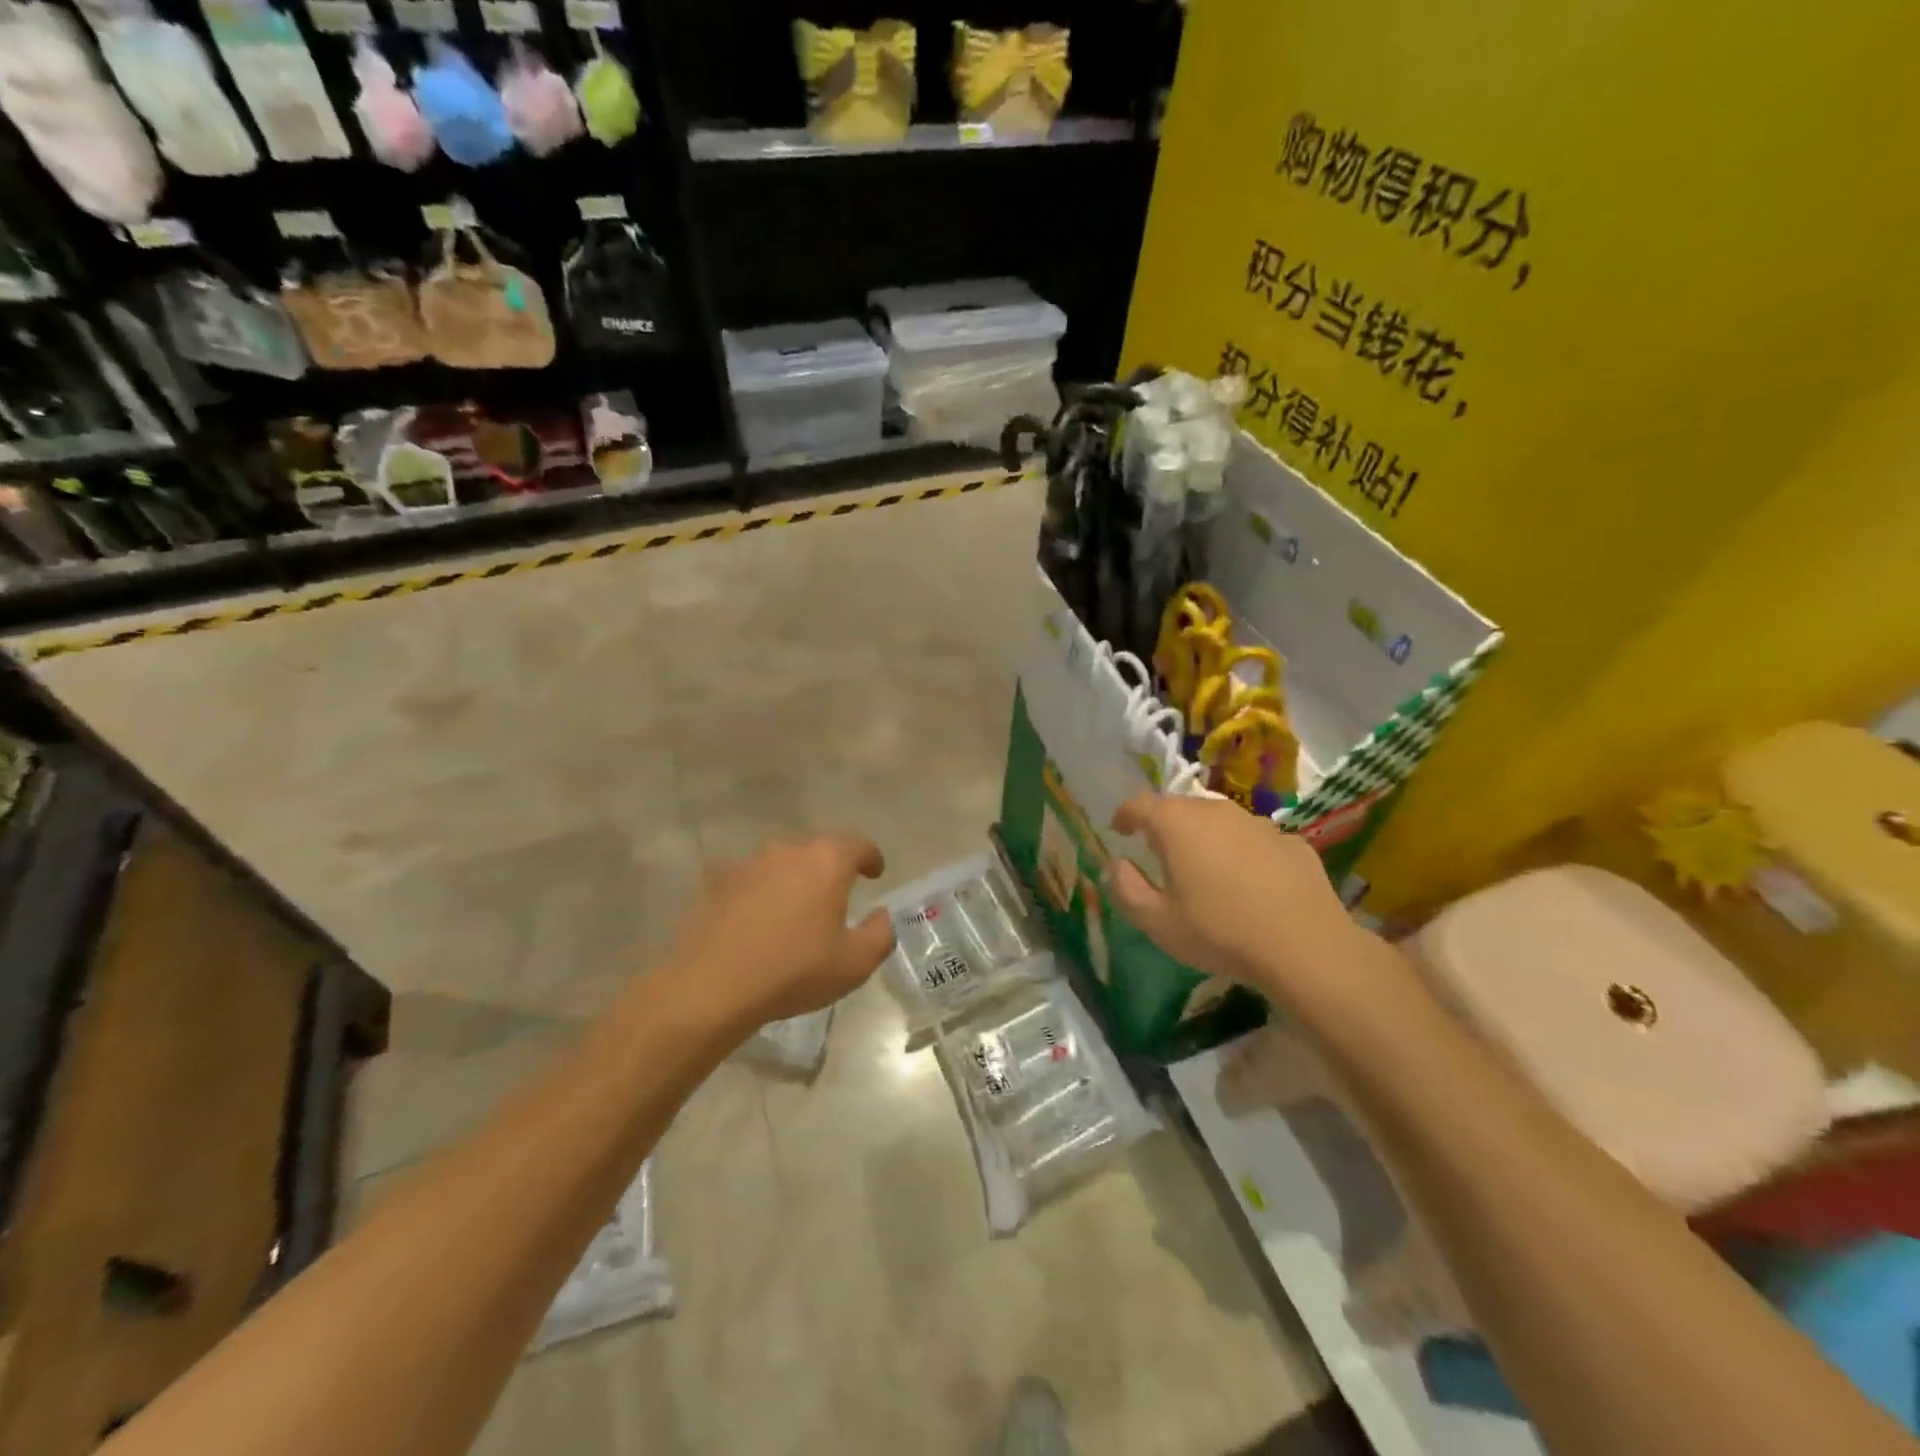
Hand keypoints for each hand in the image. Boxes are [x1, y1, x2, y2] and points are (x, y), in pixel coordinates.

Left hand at [667, 834, 896, 1027]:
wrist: (711, 985)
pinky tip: (757, 916)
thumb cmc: (793, 971)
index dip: (871, 857)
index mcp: (827, 861)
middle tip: (838, 895)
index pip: (859, 844)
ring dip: (794, 877)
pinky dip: (759, 890)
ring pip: (782, 861)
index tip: (875, 873)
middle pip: (819, 848)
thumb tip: (881, 915)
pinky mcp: (718, 881)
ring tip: (796, 907)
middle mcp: (788, 850)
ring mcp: (749, 863)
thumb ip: (880, 933)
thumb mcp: (854, 963)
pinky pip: (749, 878)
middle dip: (832, 867)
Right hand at [1107, 793, 1367, 1001]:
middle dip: (1165, 826)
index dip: (1125, 816)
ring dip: (1205, 837)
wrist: (1305, 947)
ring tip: (1205, 869)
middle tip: (1160, 854)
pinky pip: (1254, 840)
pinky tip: (1249, 885)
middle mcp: (1215, 811)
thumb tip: (1116, 865)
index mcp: (1177, 824)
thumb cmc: (1219, 932)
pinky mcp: (1290, 841)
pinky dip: (1242, 853)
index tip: (1119, 831)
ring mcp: (1258, 823)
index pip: (1140, 804)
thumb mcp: (1157, 922)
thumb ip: (1126, 888)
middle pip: (1180, 808)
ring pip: (1219, 821)